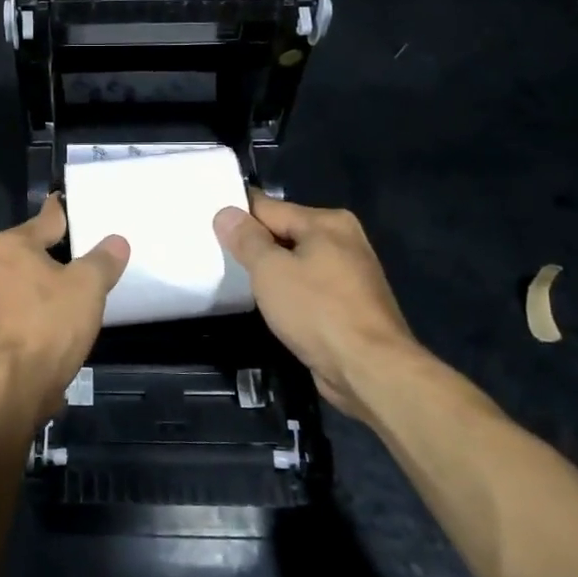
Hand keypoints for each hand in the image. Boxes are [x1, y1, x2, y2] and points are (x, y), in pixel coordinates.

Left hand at [0, 195, 129, 432]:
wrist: (11, 388)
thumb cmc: (48, 326)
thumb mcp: (88, 287)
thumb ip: (103, 260)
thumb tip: (116, 241)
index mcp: (9, 244)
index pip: (47, 218)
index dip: (68, 213)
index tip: (78, 205)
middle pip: (28, 245)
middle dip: (52, 248)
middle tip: (84, 252)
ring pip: (20, 274)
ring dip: (42, 278)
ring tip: (74, 284)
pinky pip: (16, 300)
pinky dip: (34, 301)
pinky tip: (56, 313)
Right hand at [214, 193, 427, 423]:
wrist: (370, 369)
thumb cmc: (317, 311)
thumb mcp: (270, 270)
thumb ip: (246, 239)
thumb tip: (226, 212)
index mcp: (327, 222)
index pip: (268, 207)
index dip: (237, 216)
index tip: (207, 225)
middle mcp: (343, 239)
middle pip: (284, 232)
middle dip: (254, 244)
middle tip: (215, 254)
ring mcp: (350, 273)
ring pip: (297, 261)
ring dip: (272, 270)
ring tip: (236, 279)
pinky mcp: (350, 303)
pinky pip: (309, 285)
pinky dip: (289, 291)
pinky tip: (270, 304)